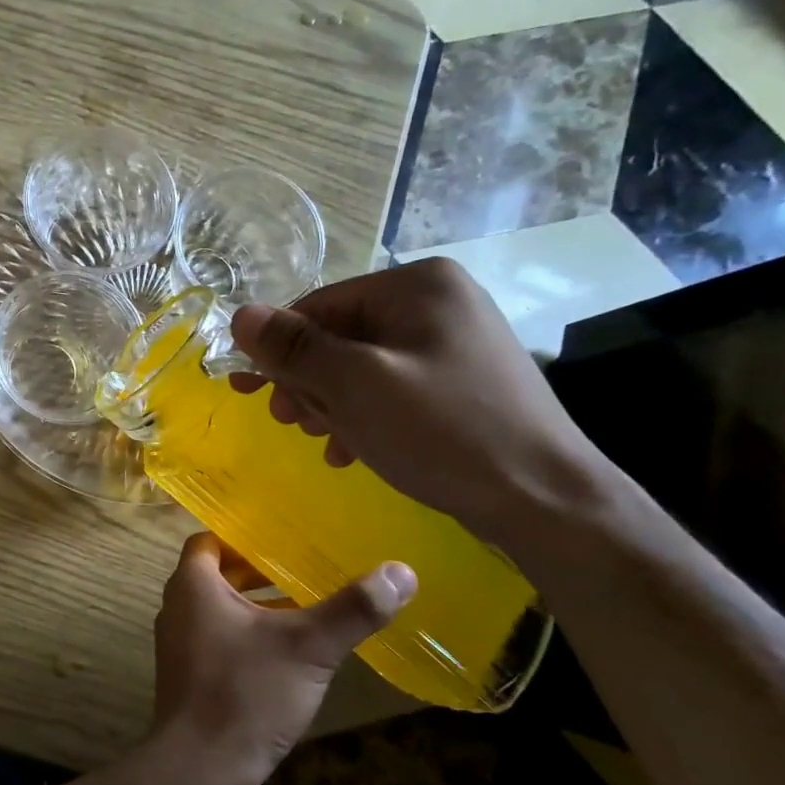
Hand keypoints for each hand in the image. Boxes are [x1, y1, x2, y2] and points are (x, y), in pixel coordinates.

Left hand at [148, 532, 414, 784]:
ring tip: (307, 605)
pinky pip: (221, 641)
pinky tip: (290, 654)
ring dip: (258, 605)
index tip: (282, 535)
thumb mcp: (307, 647)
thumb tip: (401, 571)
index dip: (243, 536)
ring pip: (222, 610)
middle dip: (259, 571)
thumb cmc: (246, 693)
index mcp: (192, 585)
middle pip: (218, 574)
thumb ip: (352, 609)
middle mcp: (179, 608)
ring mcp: (181, 646)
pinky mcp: (191, 678)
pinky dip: (251, 636)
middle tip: (304, 565)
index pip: (211, 541)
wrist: (201, 769)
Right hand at [228, 257, 612, 551]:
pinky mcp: (458, 381)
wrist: (544, 499)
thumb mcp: (356, 386)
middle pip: (340, 335)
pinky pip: (390, 387)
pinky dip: (364, 415)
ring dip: (331, 403)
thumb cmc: (443, 432)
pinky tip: (351, 451)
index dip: (278, 348)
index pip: (319, 305)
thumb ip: (294, 348)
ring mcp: (452, 342)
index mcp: (417, 285)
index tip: (247, 391)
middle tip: (288, 422)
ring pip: (361, 365)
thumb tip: (240, 315)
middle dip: (308, 382)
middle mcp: (437, 302)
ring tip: (324, 441)